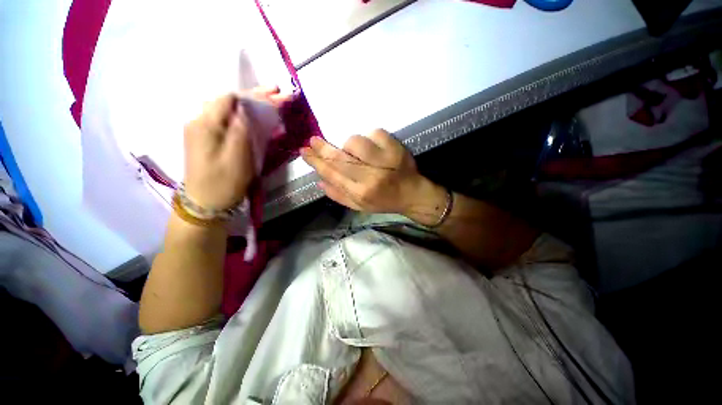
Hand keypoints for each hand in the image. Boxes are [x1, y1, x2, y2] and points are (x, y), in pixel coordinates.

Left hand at [183, 87, 290, 209]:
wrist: (205, 203)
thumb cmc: (223, 183)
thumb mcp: (236, 158)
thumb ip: (240, 131)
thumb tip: (246, 109)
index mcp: (205, 124)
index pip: (229, 98)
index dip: (253, 94)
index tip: (274, 93)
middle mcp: (200, 121)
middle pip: (229, 101)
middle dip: (254, 96)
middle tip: (276, 91)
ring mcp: (202, 129)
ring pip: (228, 109)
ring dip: (250, 104)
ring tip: (270, 100)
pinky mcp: (207, 138)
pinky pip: (226, 120)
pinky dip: (243, 115)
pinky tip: (255, 115)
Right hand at [301, 129, 445, 223]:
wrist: (413, 194)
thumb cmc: (385, 202)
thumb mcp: (360, 206)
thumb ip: (339, 196)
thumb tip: (320, 181)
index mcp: (361, 193)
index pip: (332, 174)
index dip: (317, 162)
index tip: (305, 152)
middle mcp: (371, 176)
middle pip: (340, 157)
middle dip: (323, 148)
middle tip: (313, 141)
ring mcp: (385, 159)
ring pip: (355, 142)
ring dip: (350, 145)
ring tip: (354, 152)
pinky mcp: (396, 147)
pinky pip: (374, 132)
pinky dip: (369, 137)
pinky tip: (372, 147)